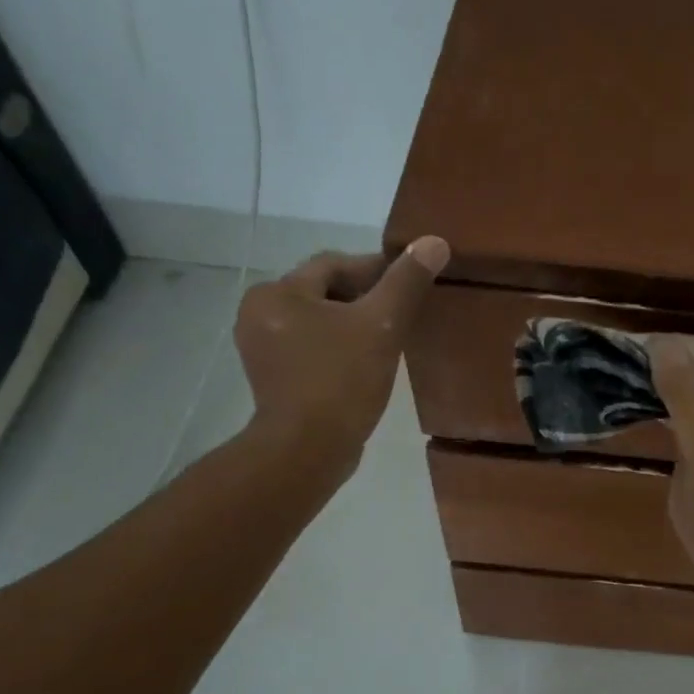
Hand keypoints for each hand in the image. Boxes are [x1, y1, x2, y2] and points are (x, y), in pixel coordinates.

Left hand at [233, 237, 447, 485]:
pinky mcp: (273, 378)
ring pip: (319, 322)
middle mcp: (259, 313)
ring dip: (353, 325)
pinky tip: (366, 365)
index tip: (410, 285)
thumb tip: (434, 242)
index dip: (376, 270)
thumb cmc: (341, 381)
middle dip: (364, 299)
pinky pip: (312, 349)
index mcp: (277, 293)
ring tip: (389, 340)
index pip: (334, 265)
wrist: (308, 450)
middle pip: (324, 292)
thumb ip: (406, 283)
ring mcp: (262, 349)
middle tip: (403, 315)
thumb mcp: (381, 326)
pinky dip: (338, 349)